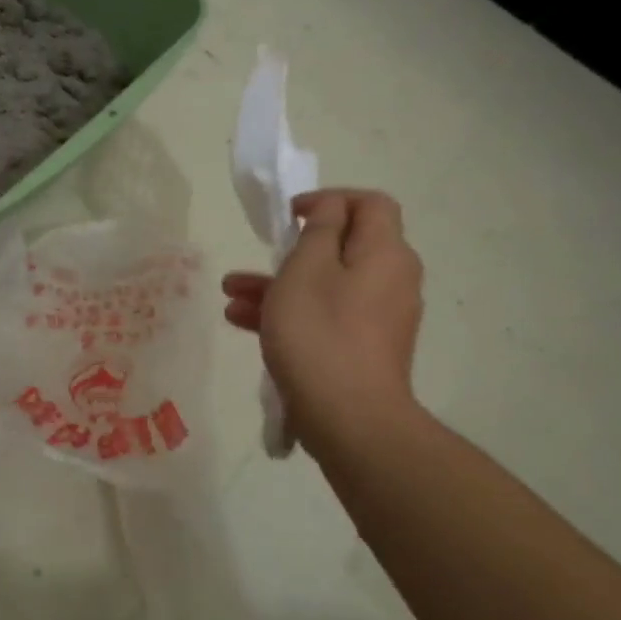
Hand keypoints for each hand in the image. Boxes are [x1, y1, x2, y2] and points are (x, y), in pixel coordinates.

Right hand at [223, 188, 425, 455]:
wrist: (349, 420)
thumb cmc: (321, 334)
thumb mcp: (307, 269)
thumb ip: (319, 230)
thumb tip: (331, 211)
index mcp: (384, 253)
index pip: (370, 204)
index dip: (330, 199)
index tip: (291, 214)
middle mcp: (390, 280)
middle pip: (343, 247)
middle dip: (292, 249)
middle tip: (260, 253)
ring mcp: (378, 318)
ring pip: (326, 285)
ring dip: (279, 284)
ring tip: (230, 293)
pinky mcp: (362, 350)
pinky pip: (325, 317)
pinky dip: (290, 313)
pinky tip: (242, 322)